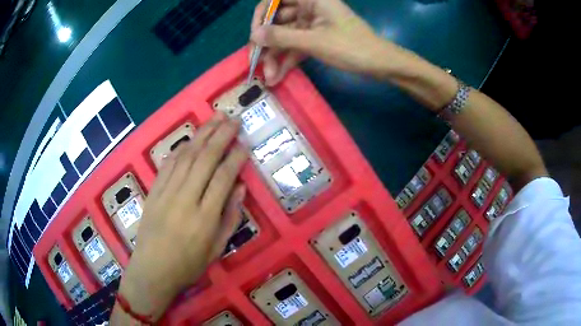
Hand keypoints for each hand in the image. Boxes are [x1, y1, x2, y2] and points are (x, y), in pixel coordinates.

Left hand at [113, 112, 247, 321]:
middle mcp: (186, 200)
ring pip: (186, 156)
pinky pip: (167, 164)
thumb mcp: (217, 249)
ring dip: (202, 135)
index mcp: (205, 218)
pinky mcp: (153, 192)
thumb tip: (240, 187)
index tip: (245, 143)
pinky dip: (180, 148)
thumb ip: (230, 217)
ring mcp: (166, 193)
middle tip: (233, 119)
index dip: (236, 157)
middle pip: (205, 159)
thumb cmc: (188, 265)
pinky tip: (190, 139)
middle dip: (221, 135)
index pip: (223, 178)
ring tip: (215, 118)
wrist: (152, 270)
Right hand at [250, 0, 404, 85]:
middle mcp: (309, 8)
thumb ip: (282, 37)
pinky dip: (287, 59)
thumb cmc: (352, 47)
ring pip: (285, 36)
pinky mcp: (316, 38)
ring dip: (275, 55)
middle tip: (256, 62)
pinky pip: (296, 45)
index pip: (275, 0)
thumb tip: (254, 35)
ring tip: (268, 77)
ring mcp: (312, 23)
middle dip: (267, 43)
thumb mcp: (314, 41)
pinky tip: (278, 75)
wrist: (380, 64)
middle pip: (277, 21)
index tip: (255, 35)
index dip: (261, 15)